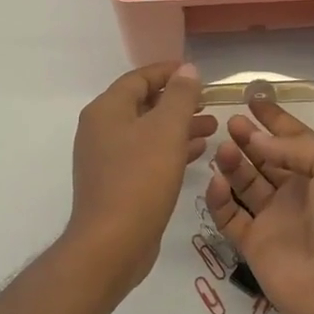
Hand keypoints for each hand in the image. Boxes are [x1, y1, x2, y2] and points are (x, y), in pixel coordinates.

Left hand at [68, 62, 216, 290]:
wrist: (112, 244)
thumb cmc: (140, 179)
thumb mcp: (167, 130)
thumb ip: (180, 96)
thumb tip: (187, 69)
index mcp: (107, 110)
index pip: (139, 78)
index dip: (169, 72)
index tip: (197, 74)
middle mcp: (101, 130)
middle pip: (143, 104)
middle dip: (178, 102)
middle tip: (209, 103)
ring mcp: (106, 159)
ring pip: (148, 132)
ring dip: (179, 127)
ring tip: (212, 128)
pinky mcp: (116, 183)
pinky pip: (146, 155)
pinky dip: (171, 150)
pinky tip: (198, 153)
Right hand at [206, 92, 313, 313]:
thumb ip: (297, 147)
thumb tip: (257, 140)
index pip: (294, 138)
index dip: (274, 119)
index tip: (252, 98)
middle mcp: (297, 192)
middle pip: (265, 158)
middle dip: (248, 138)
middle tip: (230, 122)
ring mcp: (274, 219)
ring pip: (245, 183)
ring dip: (233, 163)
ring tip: (222, 147)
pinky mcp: (253, 244)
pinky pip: (229, 216)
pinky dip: (220, 198)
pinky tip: (217, 180)